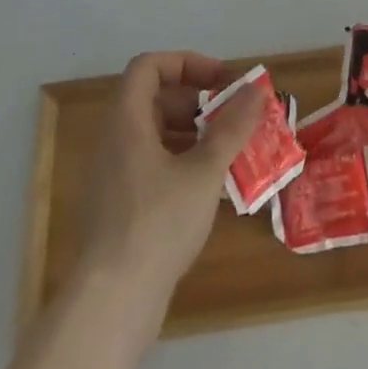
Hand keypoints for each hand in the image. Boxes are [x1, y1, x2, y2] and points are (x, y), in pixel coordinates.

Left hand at [74, 51, 263, 323]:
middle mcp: (115, 142)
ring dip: (195, 133)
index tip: (221, 82)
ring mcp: (115, 177)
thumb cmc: (157, 224)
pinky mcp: (121, 208)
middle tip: (234, 117)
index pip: (149, 66)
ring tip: (231, 151)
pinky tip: (213, 187)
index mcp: (127, 122)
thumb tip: (256, 91)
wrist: (111, 305)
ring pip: (157, 135)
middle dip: (199, 101)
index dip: (187, 63)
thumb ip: (232, 127)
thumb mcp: (204, 170)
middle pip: (155, 99)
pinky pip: (154, 166)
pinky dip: (184, 163)